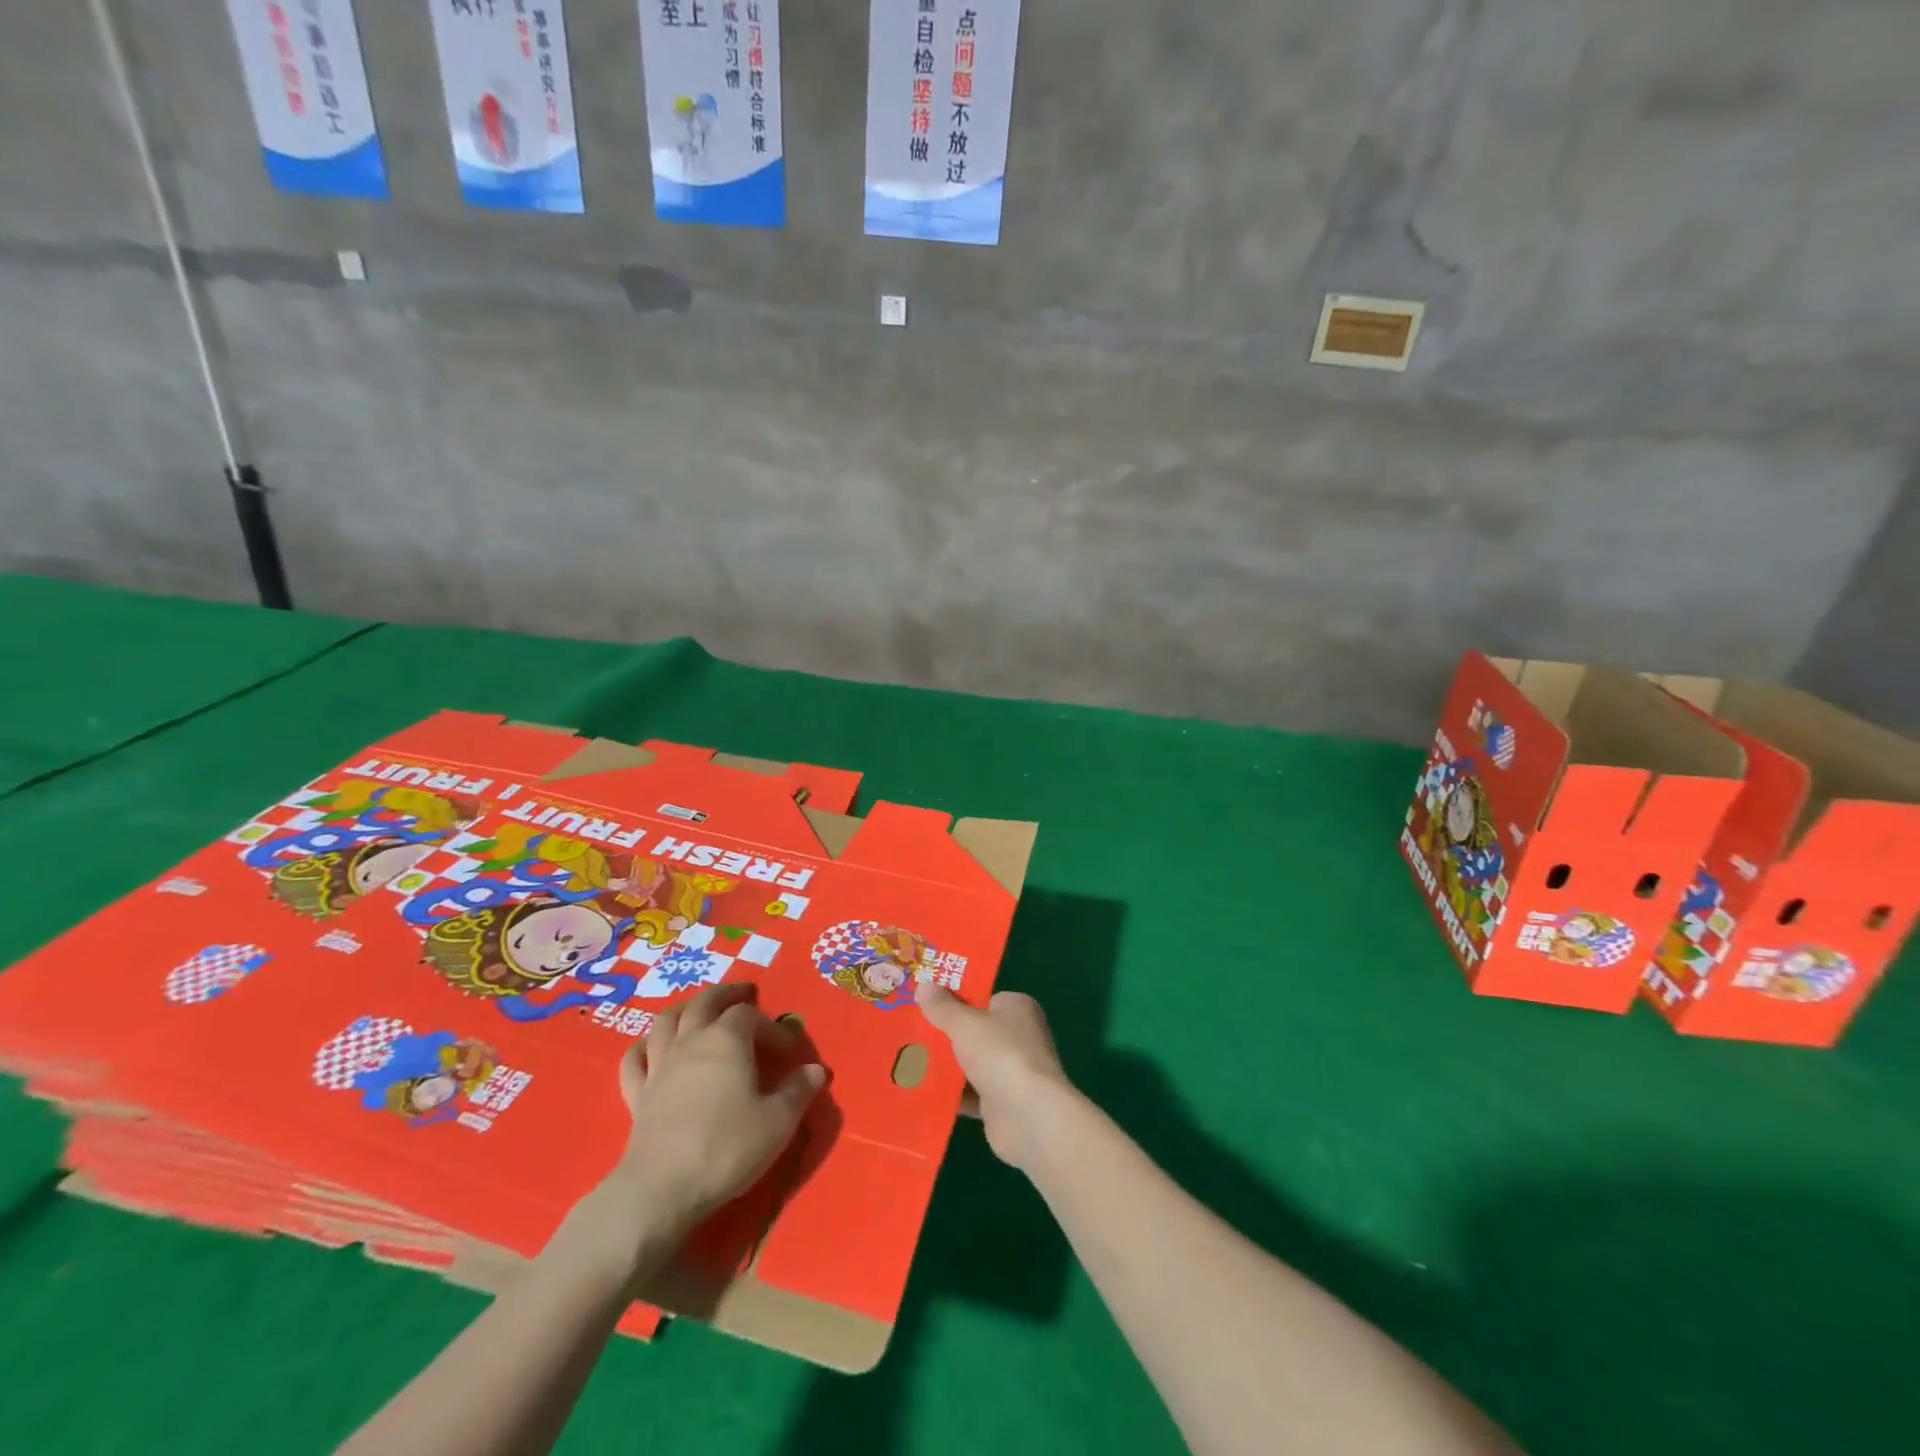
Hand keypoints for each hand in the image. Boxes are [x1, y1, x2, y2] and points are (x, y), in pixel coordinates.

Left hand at [580, 984, 826, 1274]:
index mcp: (727, 1040)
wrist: (662, 1189)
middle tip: (743, 992)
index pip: (750, 1015)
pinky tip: (651, 1048)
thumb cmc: (727, 1147)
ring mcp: (659, 1065)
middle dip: (727, 994)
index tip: (787, 1049)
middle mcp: (691, 1041)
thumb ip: (799, 1091)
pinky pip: (635, 1058)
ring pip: (666, 1021)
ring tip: (697, 1010)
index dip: (771, 1026)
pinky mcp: (637, 1094)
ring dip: (685, 1009)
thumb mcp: (778, 1121)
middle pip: (705, 1002)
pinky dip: (644, 1046)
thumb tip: (816, 1070)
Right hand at [915, 983, 1075, 1169]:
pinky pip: (968, 1093)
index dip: (953, 997)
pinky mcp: (1001, 1103)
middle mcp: (1017, 1036)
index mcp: (1016, 1008)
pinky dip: (949, 1093)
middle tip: (906, 1029)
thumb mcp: (966, 1024)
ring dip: (943, 1065)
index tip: (923, 1001)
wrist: (1029, 1117)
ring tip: (904, 1059)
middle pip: (973, 1031)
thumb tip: (923, 985)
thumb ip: (943, 1007)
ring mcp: (1010, 1071)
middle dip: (943, 1033)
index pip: (981, 997)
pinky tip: (919, 1091)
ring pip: (969, 1063)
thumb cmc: (1001, 1055)